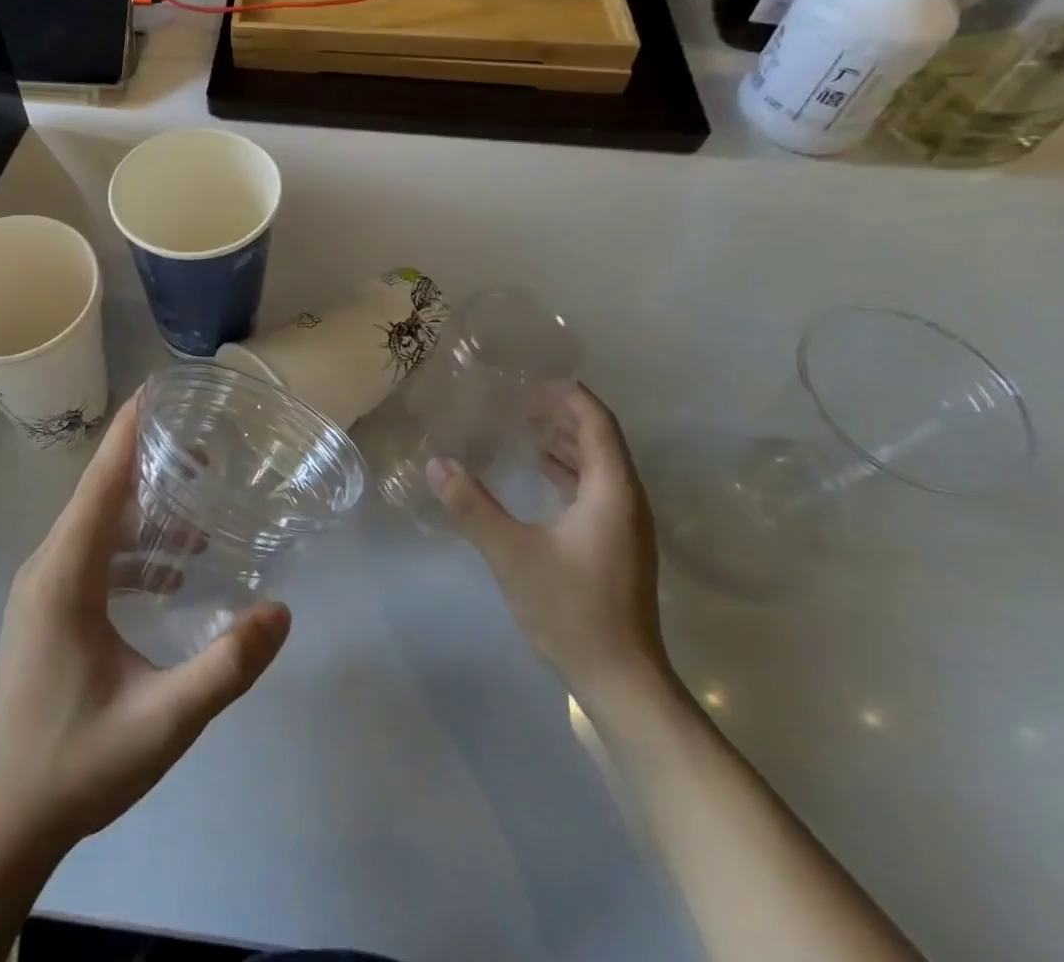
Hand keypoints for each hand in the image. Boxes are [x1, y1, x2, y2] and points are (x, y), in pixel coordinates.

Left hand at [0, 394, 290, 856]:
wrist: (4, 822)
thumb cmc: (79, 765)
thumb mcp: (164, 721)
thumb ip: (226, 667)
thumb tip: (281, 611)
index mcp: (64, 578)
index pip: (99, 485)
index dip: (128, 435)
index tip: (158, 391)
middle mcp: (46, 568)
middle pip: (99, 496)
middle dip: (148, 464)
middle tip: (204, 448)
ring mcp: (42, 588)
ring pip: (96, 525)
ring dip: (144, 510)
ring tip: (200, 505)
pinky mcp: (47, 608)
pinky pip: (92, 555)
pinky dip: (132, 548)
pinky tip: (172, 571)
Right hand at [428, 383, 669, 708]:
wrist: (621, 680)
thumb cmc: (571, 609)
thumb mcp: (511, 553)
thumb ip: (472, 505)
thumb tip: (437, 462)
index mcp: (612, 491)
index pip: (597, 423)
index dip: (567, 397)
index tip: (529, 383)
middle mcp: (626, 500)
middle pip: (600, 439)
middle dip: (562, 414)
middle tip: (518, 400)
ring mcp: (625, 525)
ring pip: (599, 465)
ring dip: (565, 442)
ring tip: (524, 427)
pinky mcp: (617, 545)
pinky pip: (596, 488)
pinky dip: (568, 471)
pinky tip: (540, 473)